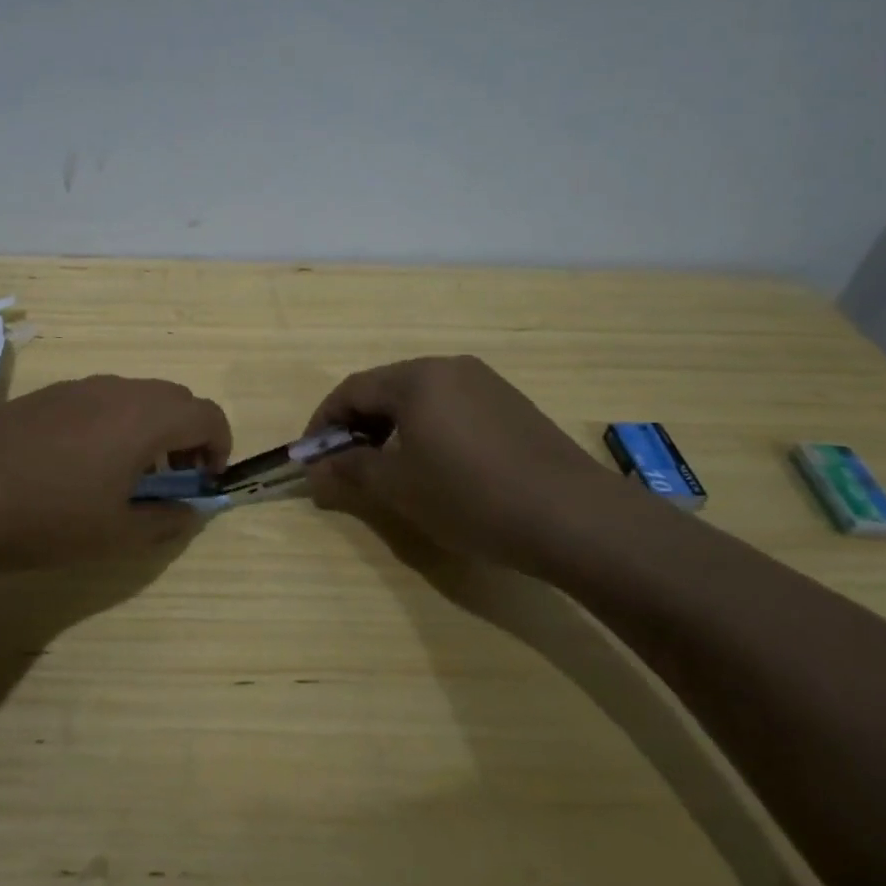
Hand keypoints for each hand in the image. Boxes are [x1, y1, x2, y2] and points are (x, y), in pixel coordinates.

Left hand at [0, 375, 231, 573]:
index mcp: (144, 417)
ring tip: (127, 473)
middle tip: (173, 478)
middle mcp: (116, 390)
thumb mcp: (116, 535)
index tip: (205, 480)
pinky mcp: (45, 395)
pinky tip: (81, 463)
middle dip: (188, 435)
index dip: (220, 446)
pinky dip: (114, 422)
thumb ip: (166, 521)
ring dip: (150, 427)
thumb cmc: (48, 518)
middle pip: (174, 399)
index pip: (207, 414)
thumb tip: (189, 511)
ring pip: (135, 396)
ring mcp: (77, 387)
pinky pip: (99, 399)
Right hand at [304, 356, 629, 570]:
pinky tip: (435, 465)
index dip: (324, 423)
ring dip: (392, 427)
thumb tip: (315, 469)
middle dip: (357, 424)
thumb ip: (350, 471)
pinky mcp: (511, 404)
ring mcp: (486, 383)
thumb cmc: (471, 497)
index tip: (310, 457)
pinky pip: (452, 407)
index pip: (352, 390)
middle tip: (345, 464)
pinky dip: (427, 429)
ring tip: (387, 468)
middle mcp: (449, 367)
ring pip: (420, 397)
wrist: (575, 517)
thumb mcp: (400, 488)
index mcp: (416, 378)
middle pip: (386, 388)